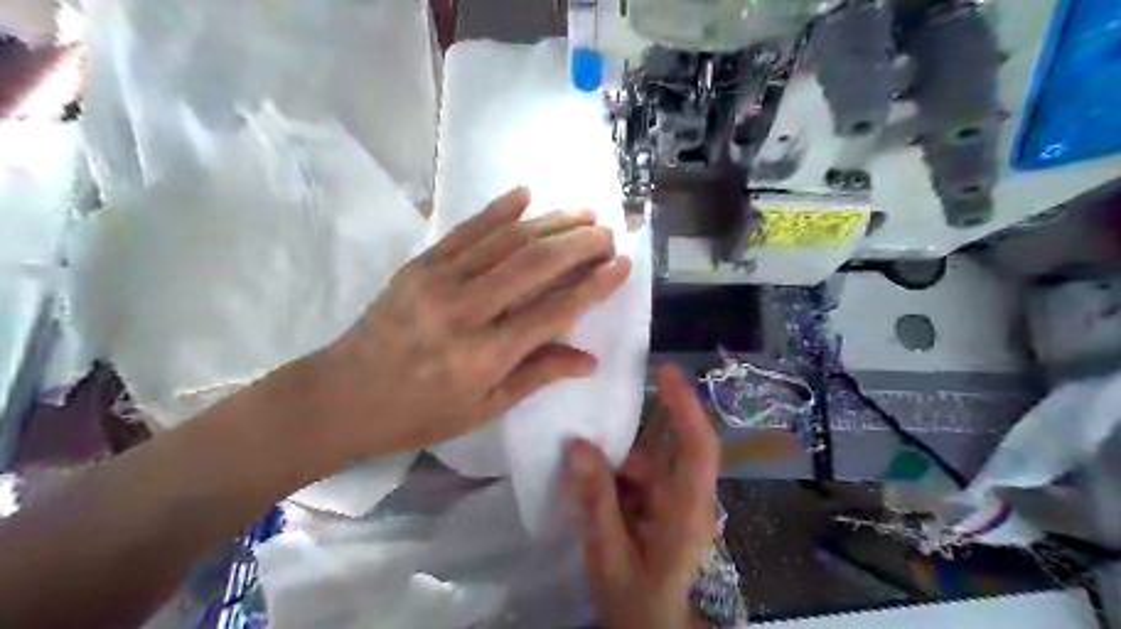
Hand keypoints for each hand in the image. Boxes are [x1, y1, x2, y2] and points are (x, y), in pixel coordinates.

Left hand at [303, 187, 628, 462]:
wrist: (341, 396)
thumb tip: (588, 359)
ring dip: (549, 222)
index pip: (554, 311)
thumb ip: (537, 375)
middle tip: (607, 233)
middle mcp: (466, 311)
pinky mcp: (419, 265)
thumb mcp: (483, 407)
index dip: (594, 286)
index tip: (622, 265)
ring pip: (505, 240)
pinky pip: (465, 230)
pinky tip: (525, 195)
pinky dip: (497, 210)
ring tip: (582, 213)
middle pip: (534, 264)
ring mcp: (439, 281)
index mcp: (486, 355)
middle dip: (579, 243)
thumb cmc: (418, 414)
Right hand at [570, 364, 716, 628]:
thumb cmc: (634, 600)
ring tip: (580, 442)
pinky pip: (634, 476)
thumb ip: (595, 501)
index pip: (698, 449)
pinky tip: (585, 472)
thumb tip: (577, 446)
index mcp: (687, 511)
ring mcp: (671, 503)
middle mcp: (686, 499)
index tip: (667, 372)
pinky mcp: (657, 507)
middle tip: (598, 404)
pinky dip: (611, 470)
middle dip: (634, 428)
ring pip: (645, 461)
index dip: (687, 408)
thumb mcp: (609, 554)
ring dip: (615, 454)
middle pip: (666, 449)